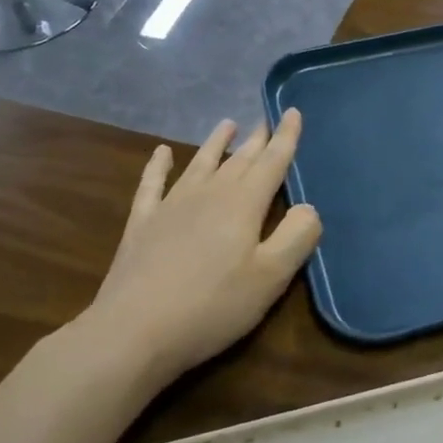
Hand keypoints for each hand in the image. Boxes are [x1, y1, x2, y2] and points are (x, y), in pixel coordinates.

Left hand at [81, 111, 321, 380]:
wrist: (134, 331)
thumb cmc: (214, 306)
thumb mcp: (271, 277)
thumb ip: (297, 236)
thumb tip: (308, 207)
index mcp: (243, 205)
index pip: (272, 163)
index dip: (286, 138)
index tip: (292, 111)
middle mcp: (209, 195)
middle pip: (239, 160)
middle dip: (256, 140)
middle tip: (266, 121)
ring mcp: (171, 207)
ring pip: (200, 164)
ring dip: (216, 144)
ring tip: (227, 124)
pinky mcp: (142, 224)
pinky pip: (152, 184)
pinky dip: (159, 166)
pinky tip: (162, 152)